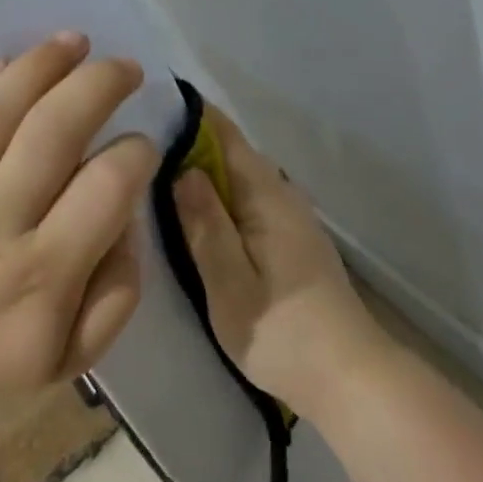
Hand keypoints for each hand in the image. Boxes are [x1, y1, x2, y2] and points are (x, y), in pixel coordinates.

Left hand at [0, 33, 159, 402]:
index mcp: (41, 277)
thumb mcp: (76, 353)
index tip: (141, 143)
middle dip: (96, 87)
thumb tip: (127, 209)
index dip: (134, 154)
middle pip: (49, 135)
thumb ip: (119, 287)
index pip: (104, 189)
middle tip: (123, 67)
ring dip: (36, 67)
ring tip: (73, 42)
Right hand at [176, 107, 388, 418]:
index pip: (225, 135)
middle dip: (187, 142)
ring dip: (201, 169)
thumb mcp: (230, 284)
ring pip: (238, 176)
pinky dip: (217, 193)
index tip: (148, 104)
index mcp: (267, 195)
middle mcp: (281, 193)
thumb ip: (205, 225)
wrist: (348, 377)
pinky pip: (246, 198)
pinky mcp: (289, 238)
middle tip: (134, 144)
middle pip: (230, 152)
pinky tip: (194, 210)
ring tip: (153, 172)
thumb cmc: (282, 333)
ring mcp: (289, 216)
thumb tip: (180, 169)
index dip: (190, 115)